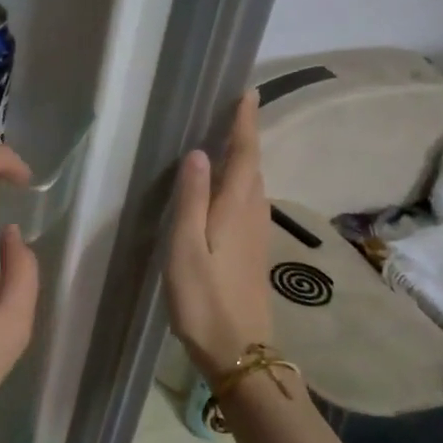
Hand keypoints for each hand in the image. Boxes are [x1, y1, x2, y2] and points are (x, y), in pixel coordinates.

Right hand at [165, 88, 272, 378]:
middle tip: (233, 110)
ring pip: (253, 185)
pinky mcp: (252, 251)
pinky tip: (226, 190)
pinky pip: (249, 202)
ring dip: (245, 158)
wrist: (238, 349)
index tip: (248, 93)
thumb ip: (192, 199)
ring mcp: (256, 235)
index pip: (245, 154)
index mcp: (236, 208)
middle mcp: (252, 214)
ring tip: (228, 141)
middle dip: (246, 135)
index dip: (246, 123)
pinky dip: (241, 182)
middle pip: (253, 166)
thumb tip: (199, 153)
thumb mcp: (186, 247)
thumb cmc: (203, 298)